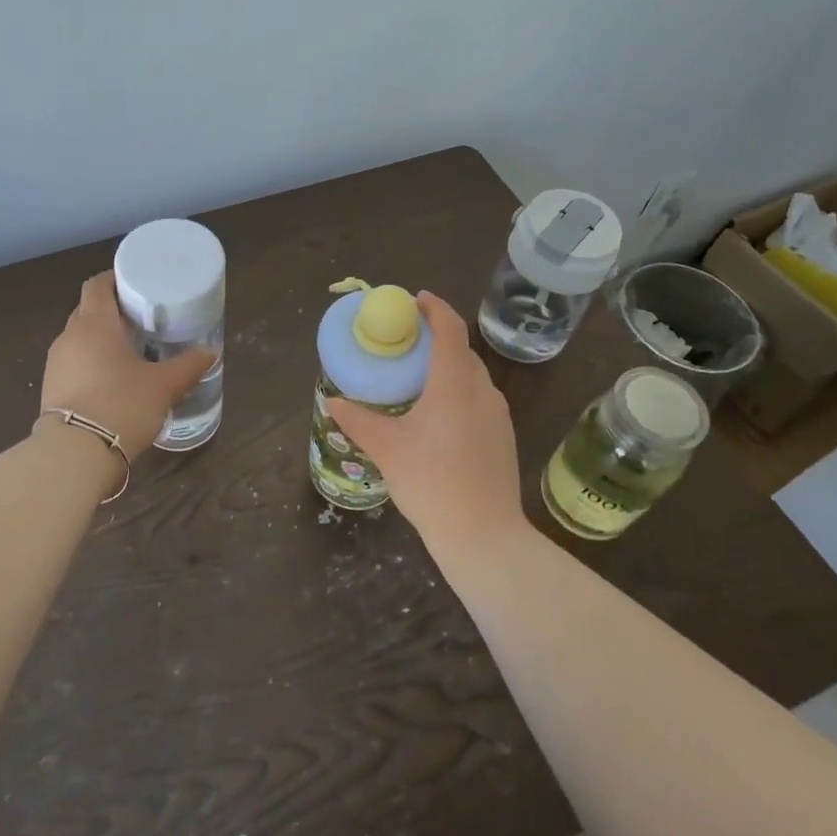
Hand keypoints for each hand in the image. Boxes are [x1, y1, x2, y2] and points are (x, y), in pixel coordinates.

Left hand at [39, 272, 214, 457]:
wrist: (75, 454)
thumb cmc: (122, 405)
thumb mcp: (164, 386)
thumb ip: (188, 366)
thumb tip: (210, 353)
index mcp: (94, 323)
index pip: (97, 285)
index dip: (115, 279)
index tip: (137, 285)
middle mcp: (69, 337)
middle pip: (88, 310)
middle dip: (112, 311)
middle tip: (142, 320)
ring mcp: (55, 364)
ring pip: (80, 339)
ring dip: (100, 340)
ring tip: (130, 352)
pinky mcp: (50, 390)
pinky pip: (74, 365)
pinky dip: (91, 364)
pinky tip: (112, 381)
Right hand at [326, 292, 526, 554]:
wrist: (483, 535)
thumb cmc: (431, 482)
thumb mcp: (386, 449)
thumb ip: (358, 421)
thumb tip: (333, 402)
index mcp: (454, 384)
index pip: (450, 329)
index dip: (435, 308)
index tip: (415, 300)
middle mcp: (482, 391)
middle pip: (462, 352)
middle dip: (437, 339)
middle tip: (407, 343)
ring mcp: (498, 416)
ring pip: (472, 377)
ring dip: (449, 368)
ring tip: (419, 379)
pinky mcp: (503, 438)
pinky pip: (479, 400)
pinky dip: (458, 393)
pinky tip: (438, 417)